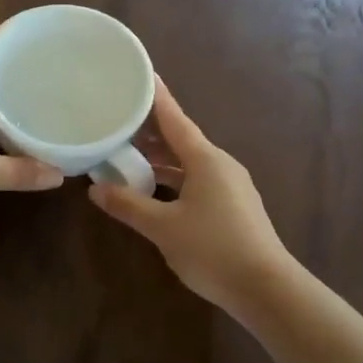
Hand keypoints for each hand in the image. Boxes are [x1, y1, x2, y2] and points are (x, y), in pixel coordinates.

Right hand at [90, 80, 296, 317]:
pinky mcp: (233, 206)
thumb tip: (96, 190)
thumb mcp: (163, 228)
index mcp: (205, 159)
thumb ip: (129, 206)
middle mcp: (220, 164)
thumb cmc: (213, 250)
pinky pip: (197, 179)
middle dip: (151, 130)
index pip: (175, 119)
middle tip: (120, 118)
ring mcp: (230, 185)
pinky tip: (155, 188)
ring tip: (128, 153)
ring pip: (189, 162)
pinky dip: (174, 177)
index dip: (156, 97)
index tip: (142, 74)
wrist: (266, 289)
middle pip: (181, 139)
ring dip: (161, 158)